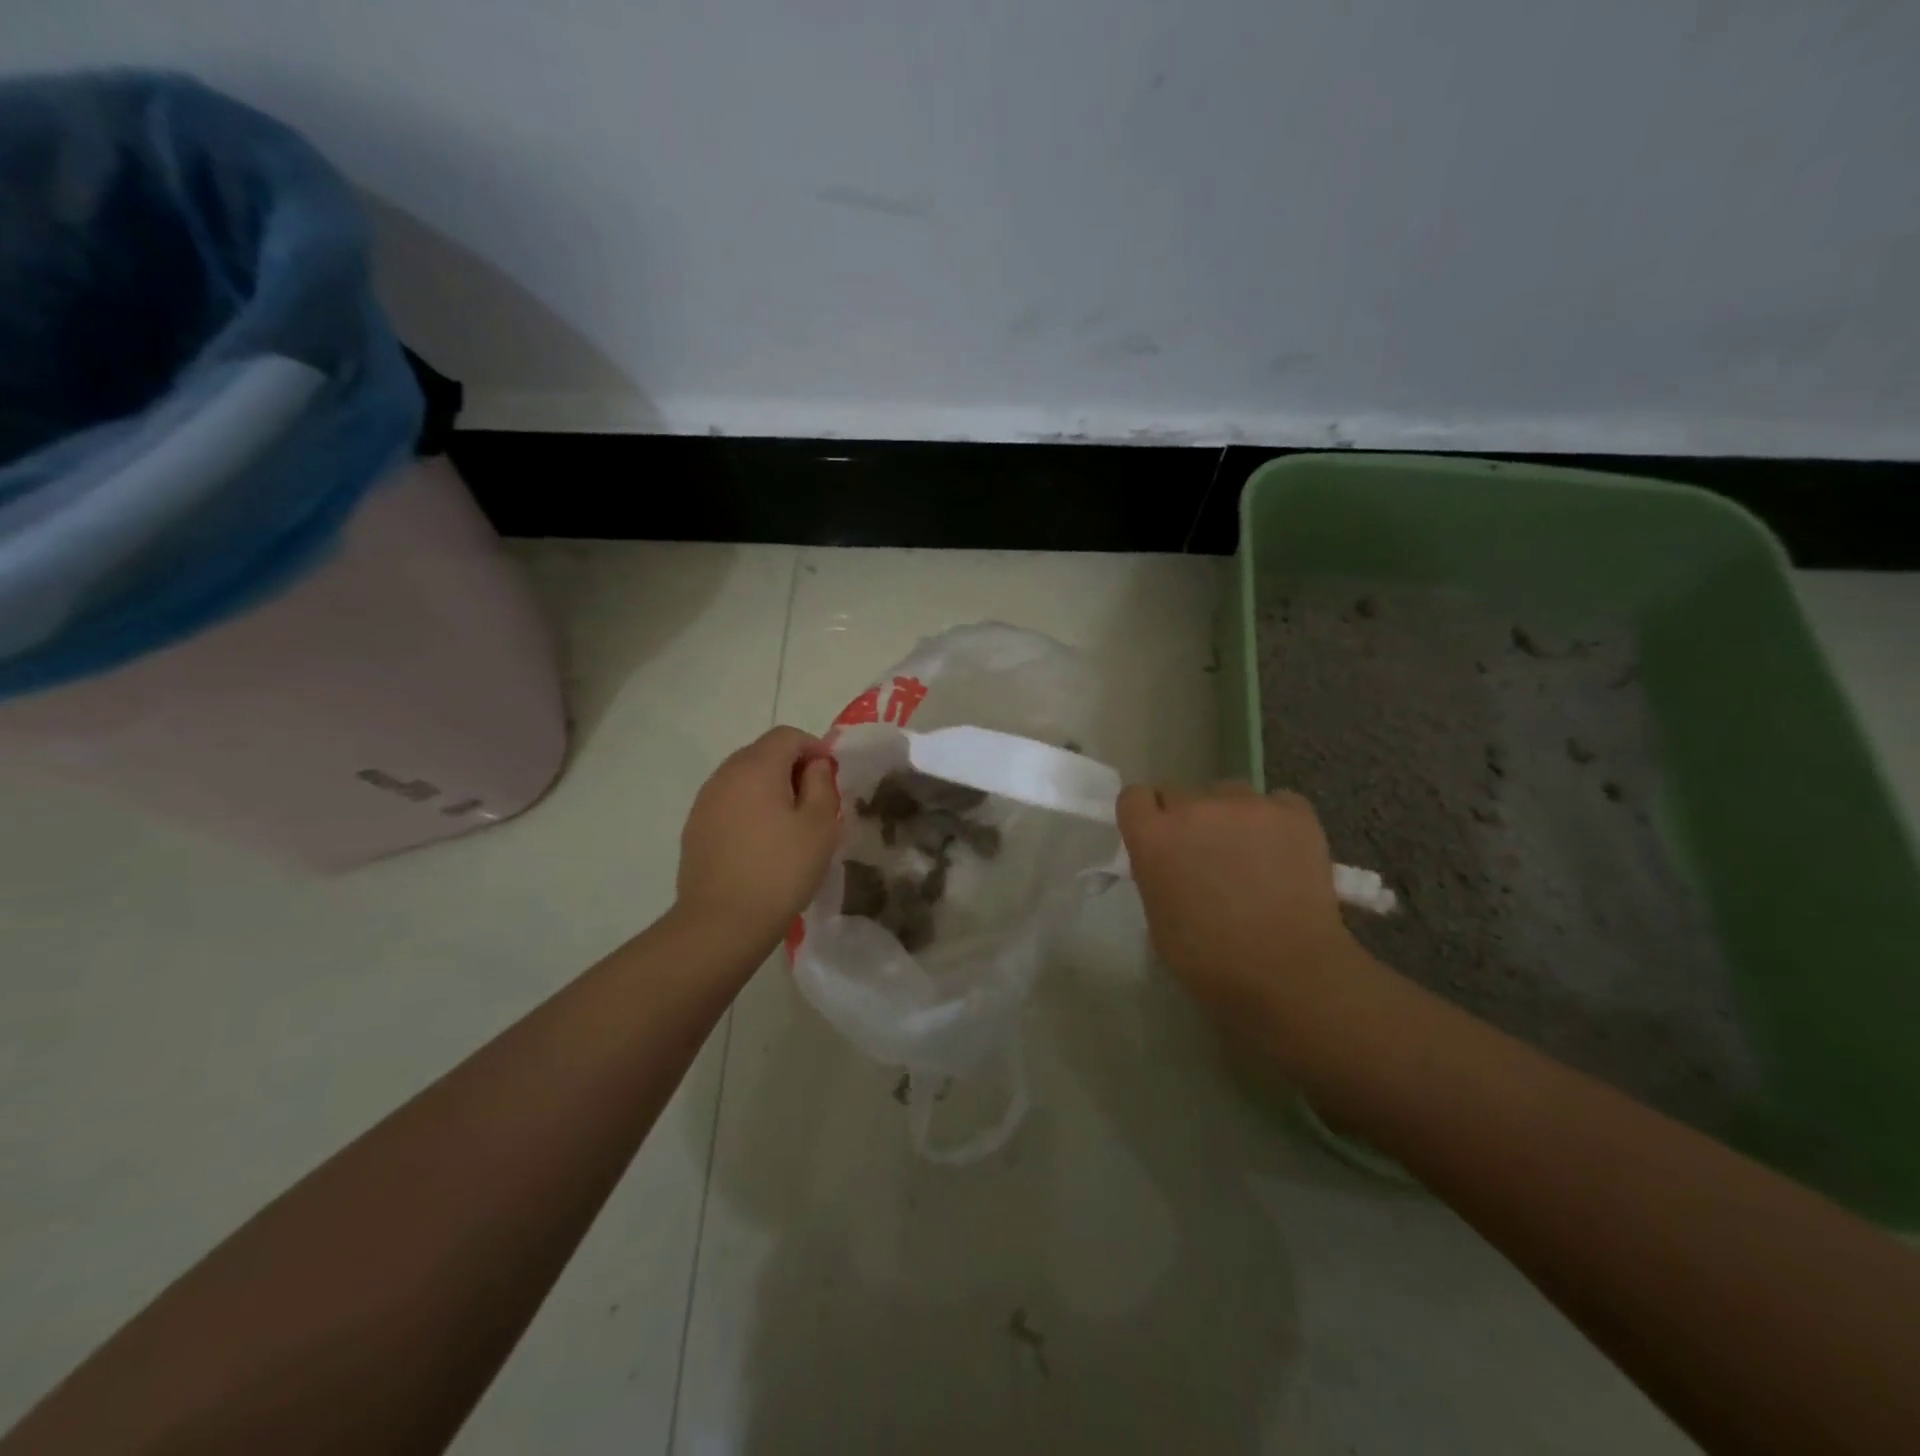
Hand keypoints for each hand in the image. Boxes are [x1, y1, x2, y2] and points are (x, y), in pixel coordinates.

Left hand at [675, 726, 839, 946]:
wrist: (722, 922)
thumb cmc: (781, 870)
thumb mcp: (820, 825)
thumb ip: (822, 784)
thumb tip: (814, 765)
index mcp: (757, 766)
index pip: (788, 736)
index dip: (814, 748)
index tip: (831, 778)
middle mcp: (725, 774)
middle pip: (763, 752)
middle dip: (792, 768)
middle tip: (814, 802)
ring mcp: (705, 801)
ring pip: (744, 778)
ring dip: (769, 789)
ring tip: (789, 825)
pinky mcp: (695, 828)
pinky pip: (729, 802)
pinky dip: (749, 809)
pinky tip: (761, 843)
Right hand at [1118, 783, 1379, 1049]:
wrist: (1290, 973)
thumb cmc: (1211, 961)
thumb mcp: (1158, 918)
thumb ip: (1156, 873)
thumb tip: (1170, 861)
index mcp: (1153, 837)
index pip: (1134, 797)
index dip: (1146, 817)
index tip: (1157, 838)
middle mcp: (1194, 808)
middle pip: (1181, 795)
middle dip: (1188, 821)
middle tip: (1206, 856)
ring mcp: (1247, 805)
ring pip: (1228, 796)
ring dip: (1231, 819)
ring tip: (1252, 857)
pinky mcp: (1293, 811)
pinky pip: (1276, 803)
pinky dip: (1276, 822)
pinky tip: (1285, 854)